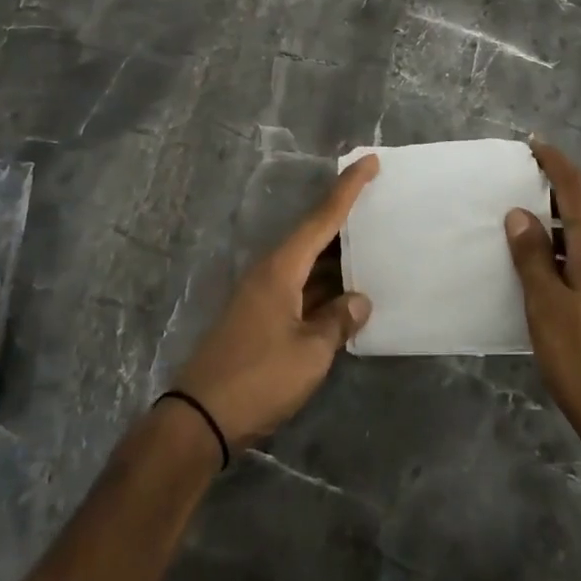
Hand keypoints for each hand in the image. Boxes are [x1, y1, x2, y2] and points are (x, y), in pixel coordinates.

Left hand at [174, 155, 378, 449]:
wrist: (200, 419)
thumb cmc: (259, 377)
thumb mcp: (310, 352)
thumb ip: (338, 321)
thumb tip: (358, 301)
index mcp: (281, 268)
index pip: (322, 217)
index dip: (348, 189)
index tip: (369, 161)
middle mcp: (270, 272)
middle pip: (315, 237)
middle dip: (346, 221)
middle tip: (381, 204)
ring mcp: (262, 296)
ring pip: (308, 265)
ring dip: (338, 259)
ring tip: (374, 247)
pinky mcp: (260, 318)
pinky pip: (300, 289)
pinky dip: (325, 288)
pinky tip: (347, 296)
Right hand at [505, 141, 580, 464]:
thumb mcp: (545, 305)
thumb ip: (532, 256)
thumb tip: (520, 213)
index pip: (578, 188)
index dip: (556, 163)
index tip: (534, 145)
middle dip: (567, 183)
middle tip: (531, 179)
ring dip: (571, 213)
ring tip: (534, 216)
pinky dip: (574, 240)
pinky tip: (551, 261)